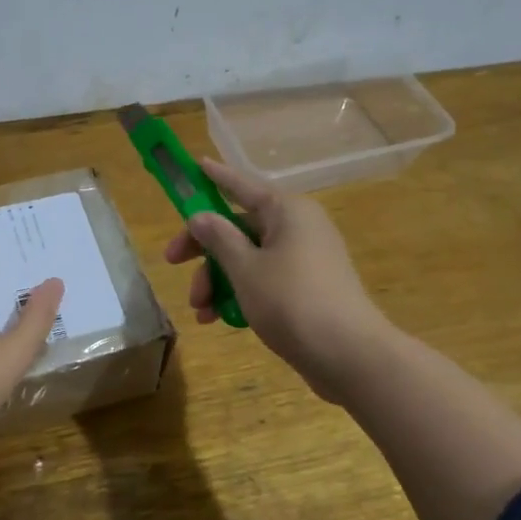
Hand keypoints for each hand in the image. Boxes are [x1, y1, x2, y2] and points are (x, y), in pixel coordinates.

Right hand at [163, 159, 392, 401]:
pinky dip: (240, 295)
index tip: (195, 165)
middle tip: (172, 263)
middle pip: (239, 227)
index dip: (216, 177)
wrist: (348, 355)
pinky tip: (220, 320)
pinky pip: (265, 280)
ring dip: (218, 280)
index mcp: (287, 211)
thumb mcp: (245, 268)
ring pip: (249, 258)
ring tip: (201, 312)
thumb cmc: (291, 301)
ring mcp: (306, 259)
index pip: (243, 185)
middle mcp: (299, 227)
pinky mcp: (308, 289)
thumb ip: (218, 238)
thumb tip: (200, 216)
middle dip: (205, 251)